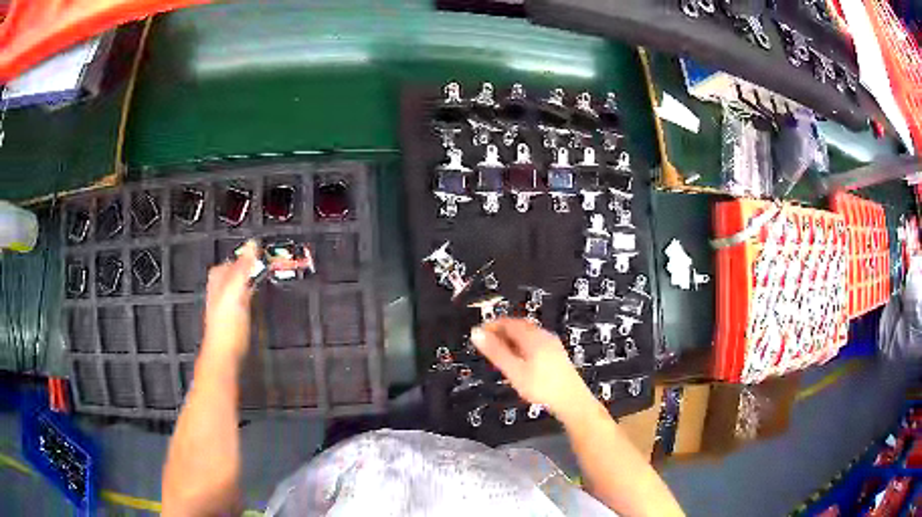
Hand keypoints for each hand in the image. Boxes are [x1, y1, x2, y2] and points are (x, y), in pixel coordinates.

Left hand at [202, 240, 258, 362]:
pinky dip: (252, 297)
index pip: (233, 259)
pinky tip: (258, 302)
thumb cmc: (227, 326)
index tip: (263, 253)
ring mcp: (226, 306)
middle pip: (236, 272)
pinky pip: (244, 301)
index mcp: (218, 279)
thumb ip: (244, 267)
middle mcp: (220, 290)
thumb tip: (252, 244)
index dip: (247, 255)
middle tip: (266, 266)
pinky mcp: (234, 320)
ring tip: (265, 281)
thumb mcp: (236, 291)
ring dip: (252, 282)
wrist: (225, 356)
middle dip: (250, 268)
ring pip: (240, 286)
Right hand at [471, 318, 596, 420]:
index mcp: (533, 337)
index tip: (479, 334)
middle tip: (487, 343)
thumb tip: (477, 334)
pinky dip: (521, 346)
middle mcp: (544, 336)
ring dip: (511, 339)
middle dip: (501, 332)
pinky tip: (519, 360)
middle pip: (519, 326)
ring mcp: (552, 345)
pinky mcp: (556, 354)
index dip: (491, 326)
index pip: (508, 322)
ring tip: (500, 352)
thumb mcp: (514, 370)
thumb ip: (495, 352)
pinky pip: (535, 343)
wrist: (571, 400)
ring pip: (528, 335)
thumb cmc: (542, 387)